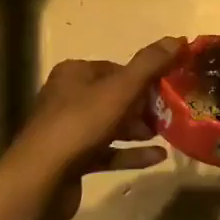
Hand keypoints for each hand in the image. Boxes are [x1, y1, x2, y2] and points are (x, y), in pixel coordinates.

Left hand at [7, 37, 184, 219]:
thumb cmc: (80, 125)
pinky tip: (158, 157)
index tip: (170, 88)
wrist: (41, 181)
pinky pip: (108, 152)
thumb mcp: (120, 90)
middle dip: (144, 105)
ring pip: (112, 125)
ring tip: (167, 133)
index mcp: (74, 74)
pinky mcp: (73, 160)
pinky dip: (131, 153)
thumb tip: (178, 38)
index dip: (144, 77)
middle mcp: (68, 98)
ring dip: (139, 129)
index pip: (116, 69)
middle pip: (115, 97)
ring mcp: (69, 131)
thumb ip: (149, 64)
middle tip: (171, 113)